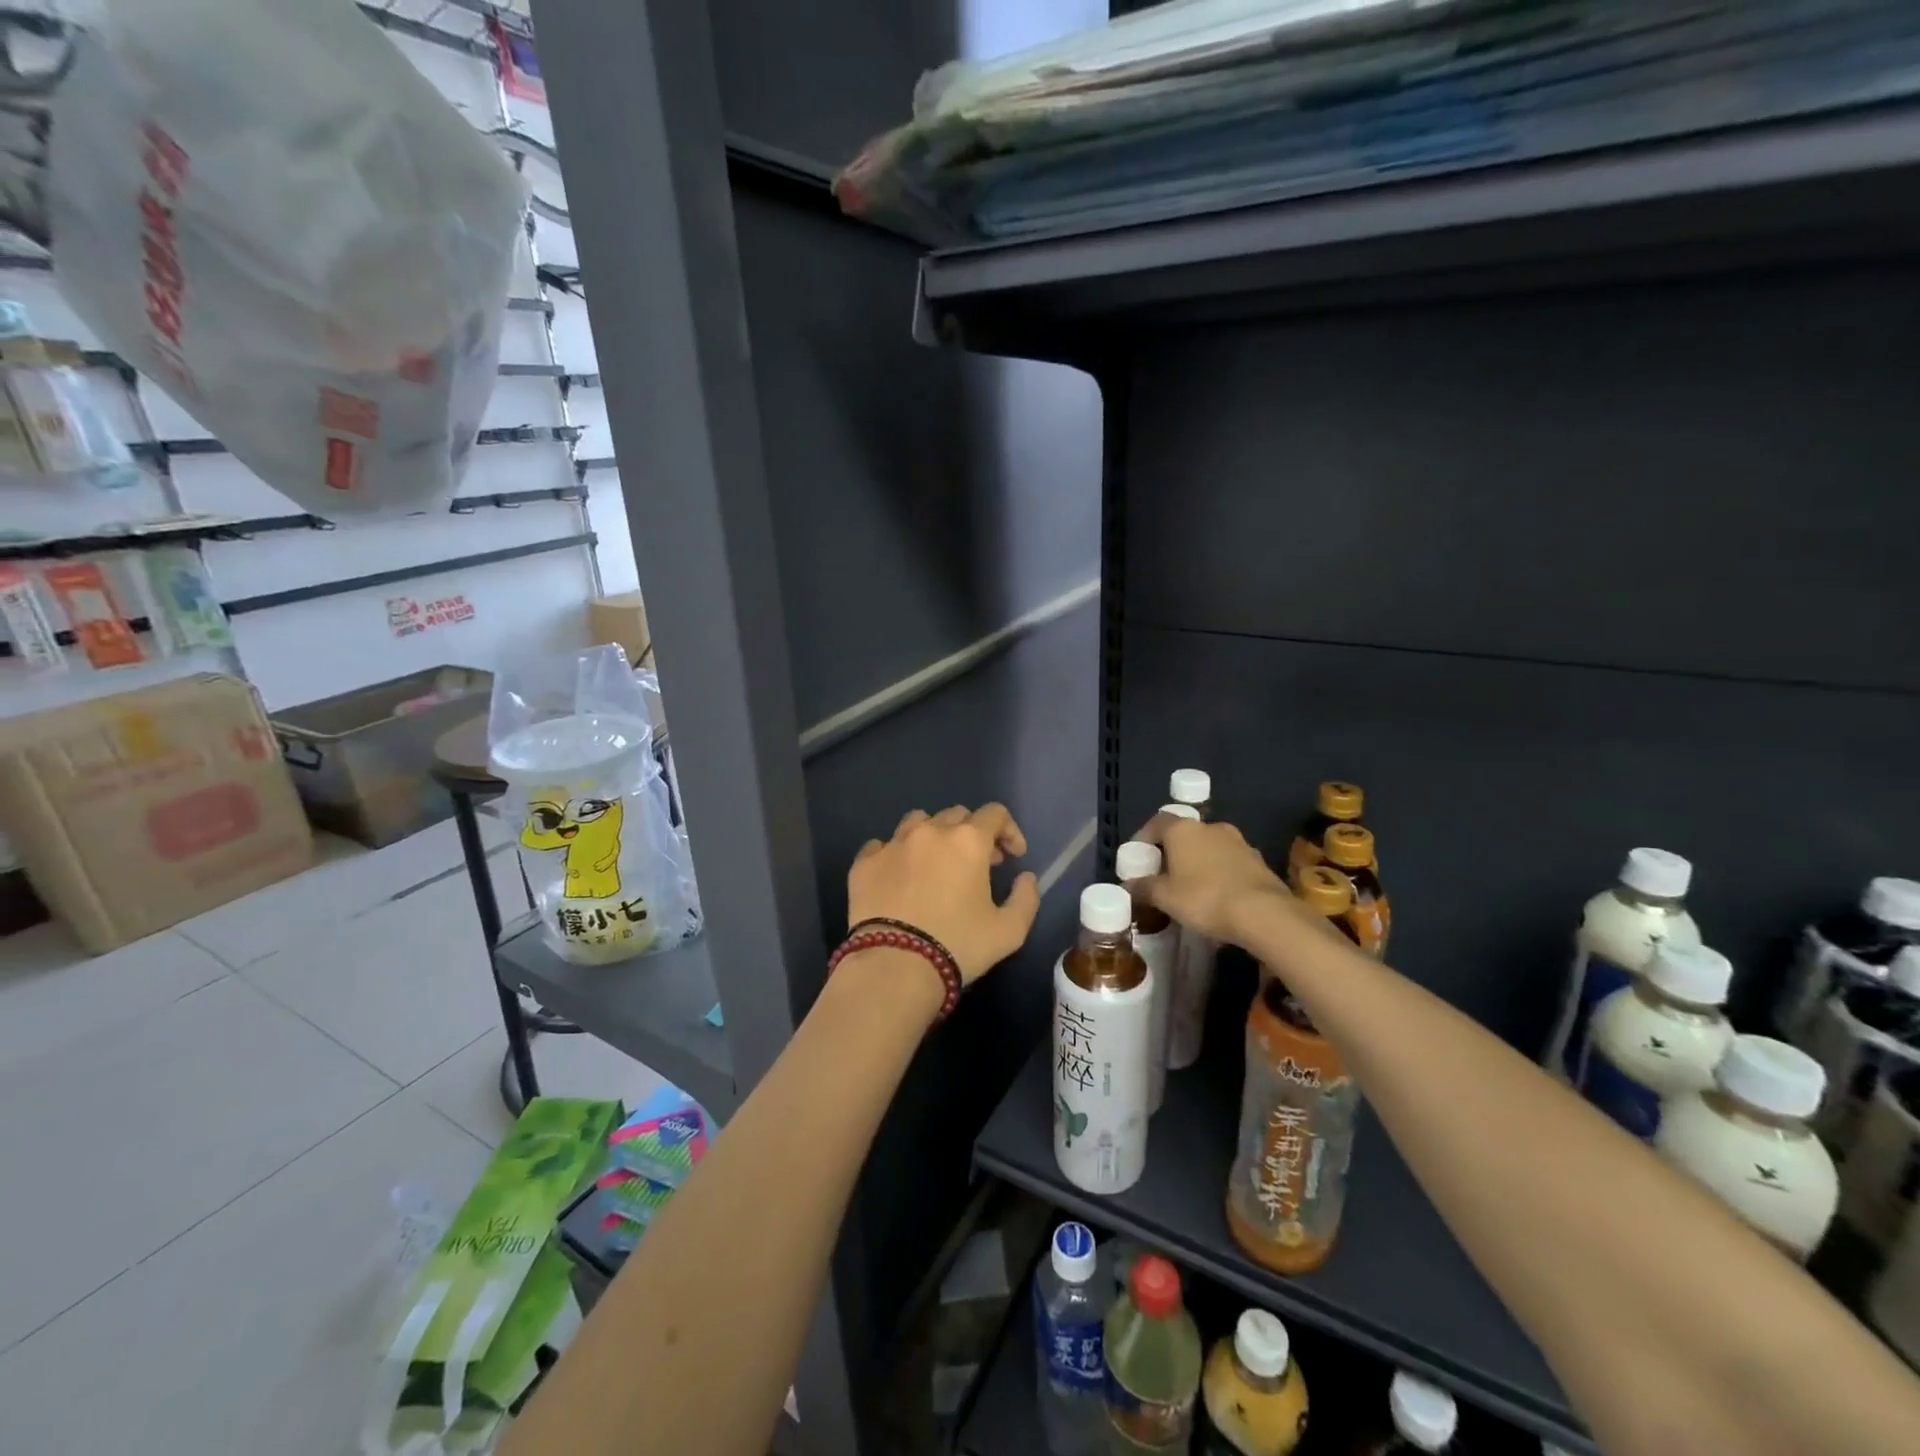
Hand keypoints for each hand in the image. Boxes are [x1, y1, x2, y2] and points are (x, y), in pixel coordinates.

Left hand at [849, 804, 1041, 984]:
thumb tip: (1025, 877)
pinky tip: (899, 875)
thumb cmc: (958, 945)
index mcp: (968, 841)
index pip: (995, 814)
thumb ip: (1026, 898)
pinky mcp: (864, 863)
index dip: (1009, 831)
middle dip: (973, 833)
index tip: (1013, 857)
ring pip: (917, 821)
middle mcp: (930, 832)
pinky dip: (895, 854)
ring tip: (936, 863)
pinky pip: (881, 845)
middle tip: (978, 864)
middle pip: (956, 815)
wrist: (894, 966)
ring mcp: (892, 844)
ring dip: (933, 835)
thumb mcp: (1009, 931)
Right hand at [1134, 813, 1289, 945]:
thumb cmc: (1204, 898)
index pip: (1157, 822)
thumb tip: (1128, 886)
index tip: (1138, 856)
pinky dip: (1220, 872)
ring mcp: (1238, 842)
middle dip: (1172, 851)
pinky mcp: (1258, 860)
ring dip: (1198, 861)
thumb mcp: (1165, 898)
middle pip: (1184, 834)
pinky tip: (1218, 895)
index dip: (1144, 837)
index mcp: (1183, 830)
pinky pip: (1230, 862)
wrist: (1263, 913)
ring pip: (1209, 847)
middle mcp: (1210, 827)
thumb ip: (1144, 888)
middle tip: (1164, 874)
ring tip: (1191, 887)